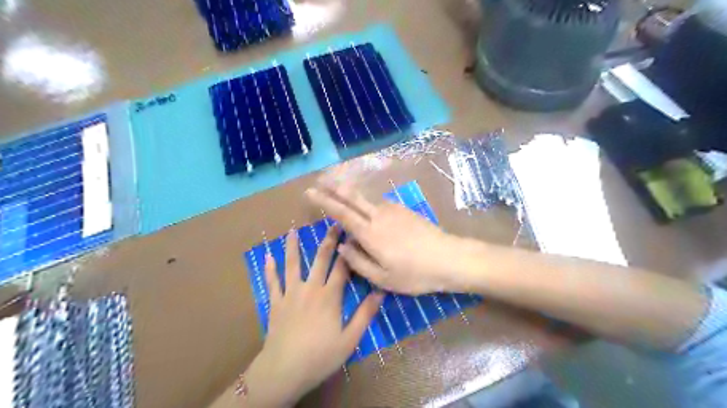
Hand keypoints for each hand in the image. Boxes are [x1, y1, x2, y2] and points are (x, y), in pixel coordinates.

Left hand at [242, 228, 381, 405]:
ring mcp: (291, 294)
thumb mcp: (350, 339)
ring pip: (292, 265)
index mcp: (330, 296)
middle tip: (332, 224)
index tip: (353, 234)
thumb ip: (365, 314)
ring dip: (293, 247)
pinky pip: (272, 282)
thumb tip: (381, 292)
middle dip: (327, 241)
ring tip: (292, 231)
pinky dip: (270, 269)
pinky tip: (268, 256)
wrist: (284, 370)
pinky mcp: (276, 303)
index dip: (348, 250)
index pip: (342, 267)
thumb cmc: (320, 356)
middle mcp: (311, 288)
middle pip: (320, 259)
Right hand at [304, 183, 464, 294]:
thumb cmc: (414, 274)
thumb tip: (342, 245)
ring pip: (366, 197)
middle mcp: (378, 216)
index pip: (341, 213)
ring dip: (350, 192)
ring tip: (338, 188)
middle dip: (334, 187)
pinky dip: (367, 199)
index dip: (324, 202)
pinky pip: (379, 202)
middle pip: (352, 197)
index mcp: (370, 234)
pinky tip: (366, 204)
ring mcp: (393, 211)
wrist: (449, 258)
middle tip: (319, 180)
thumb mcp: (382, 278)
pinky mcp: (404, 210)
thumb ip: (358, 261)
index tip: (310, 192)